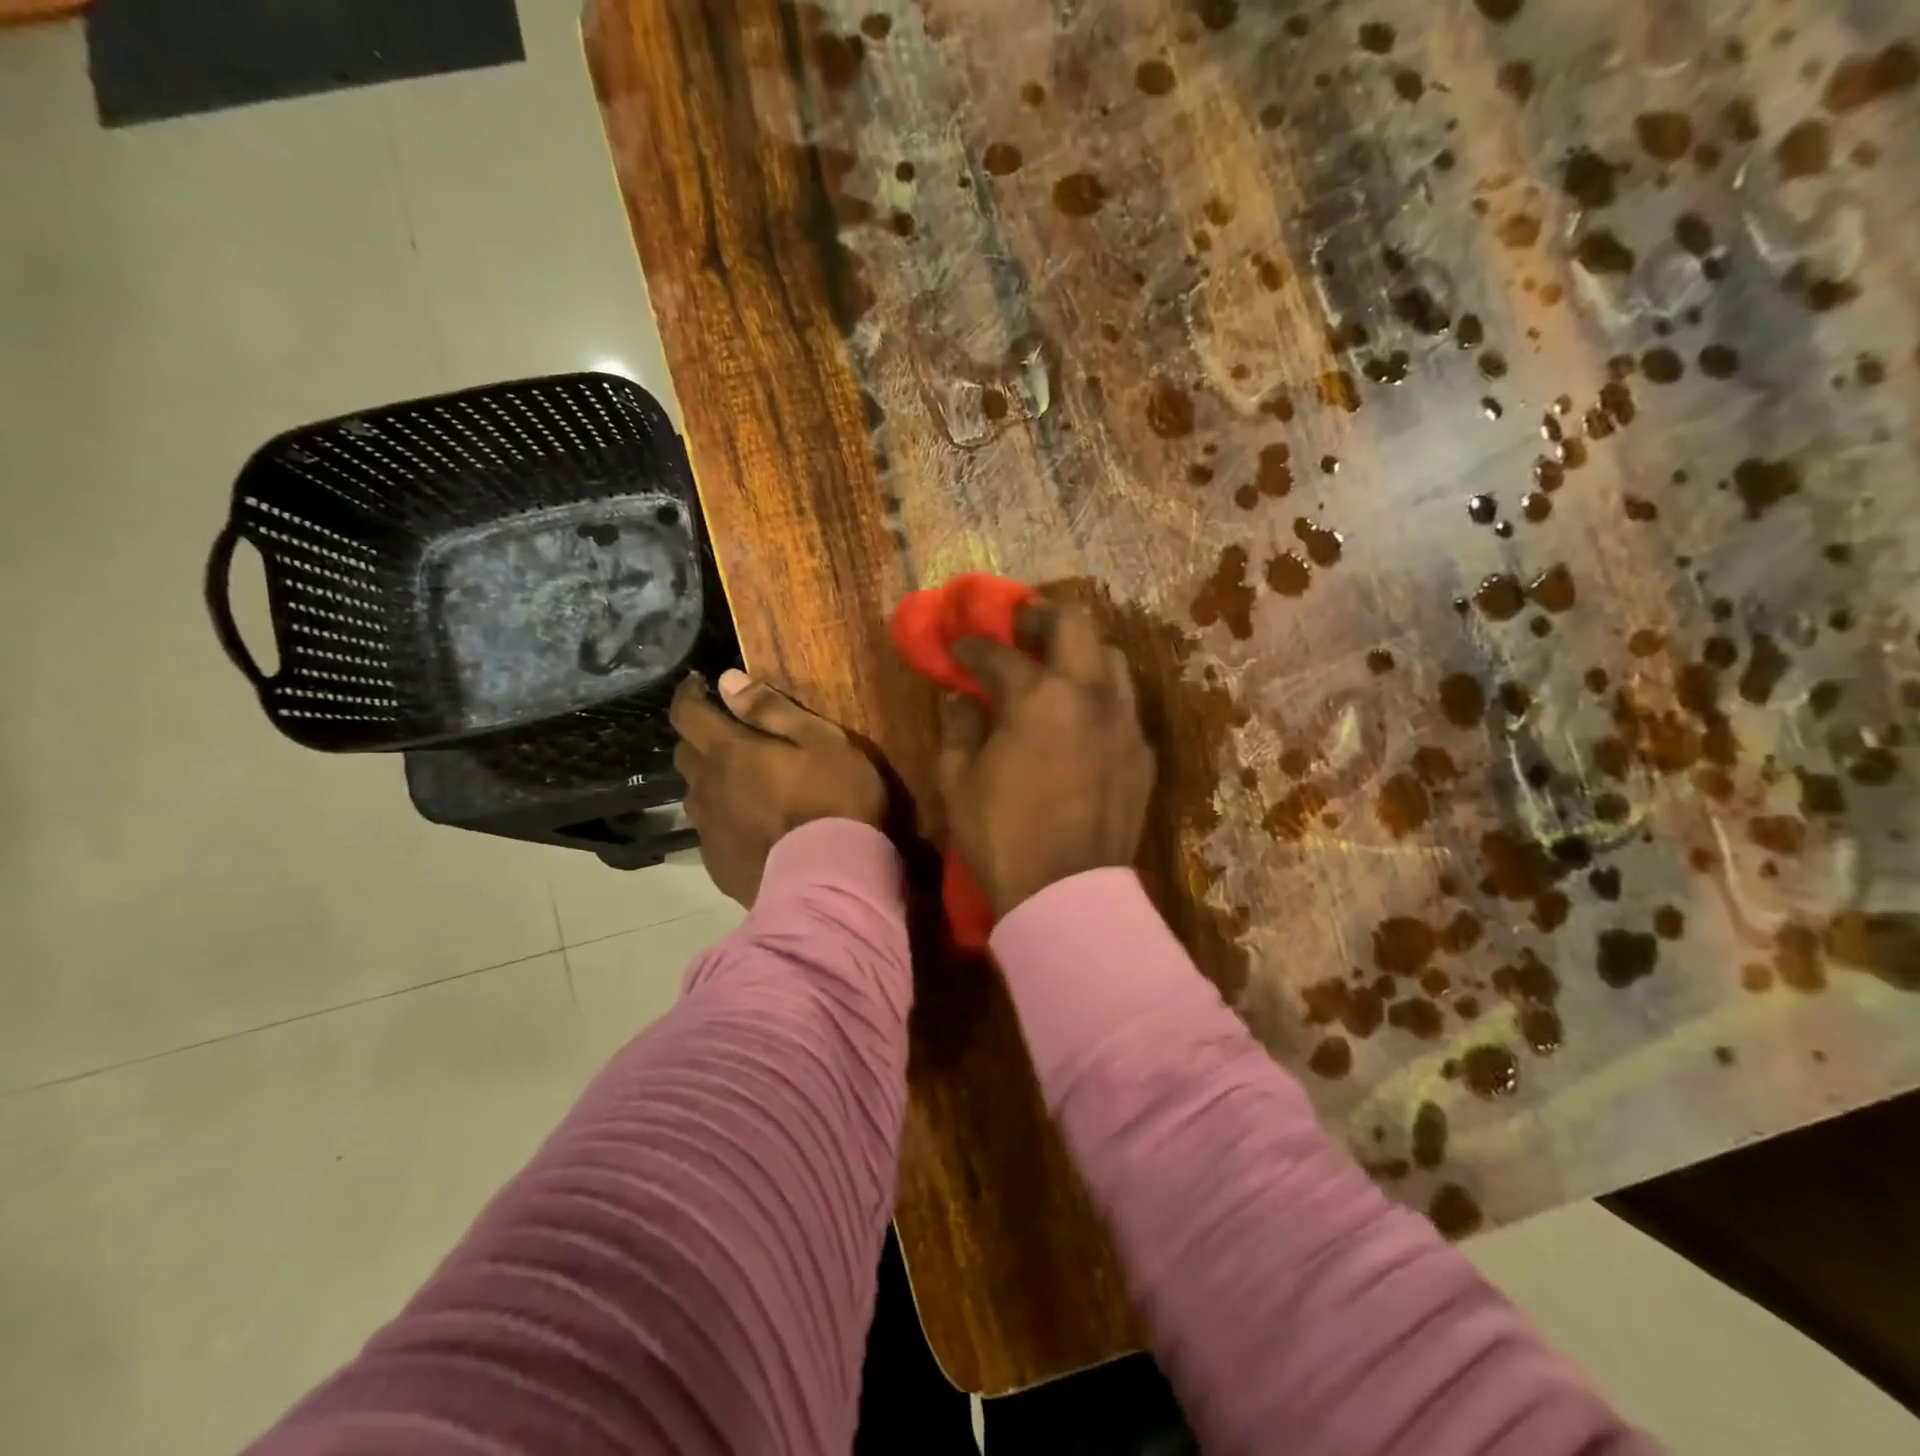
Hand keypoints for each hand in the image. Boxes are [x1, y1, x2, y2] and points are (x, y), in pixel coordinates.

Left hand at [670, 669, 886, 906]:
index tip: (696, 686)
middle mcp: (707, 787)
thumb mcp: (820, 740)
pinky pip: (711, 832)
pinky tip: (753, 830)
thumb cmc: (835, 799)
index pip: (686, 714)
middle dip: (700, 740)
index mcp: (729, 752)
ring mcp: (708, 830)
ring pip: (696, 795)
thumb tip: (727, 680)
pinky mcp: (716, 865)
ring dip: (711, 783)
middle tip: (730, 740)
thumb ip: (771, 709)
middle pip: (685, 754)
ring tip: (743, 788)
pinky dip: (725, 821)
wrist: (831, 880)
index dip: (686, 696)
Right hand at [937, 602, 1155, 916]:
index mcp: (1037, 697)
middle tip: (1019, 627)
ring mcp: (1124, 721)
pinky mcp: (1142, 752)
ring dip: (1079, 652)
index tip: (958, 648)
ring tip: (1055, 668)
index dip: (971, 646)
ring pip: (1110, 658)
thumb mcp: (958, 781)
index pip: (998, 653)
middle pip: (1074, 624)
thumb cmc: (1002, 836)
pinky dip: (1099, 696)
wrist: (1067, 894)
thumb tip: (960, 698)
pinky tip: (1080, 718)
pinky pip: (1124, 704)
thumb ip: (958, 727)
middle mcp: (1089, 694)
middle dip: (1040, 616)